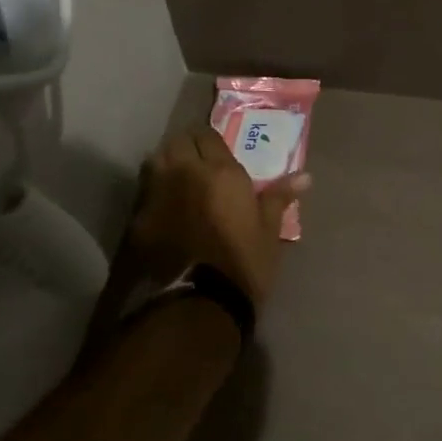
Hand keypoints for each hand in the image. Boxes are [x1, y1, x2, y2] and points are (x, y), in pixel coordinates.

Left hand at [123, 125, 309, 305]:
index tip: (218, 154)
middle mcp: (183, 172)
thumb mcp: (268, 232)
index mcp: (219, 171)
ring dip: (167, 163)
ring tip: (179, 181)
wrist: (195, 305)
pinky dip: (153, 191)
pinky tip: (163, 208)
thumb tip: (305, 176)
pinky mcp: (135, 218)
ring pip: (156, 160)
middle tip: (198, 164)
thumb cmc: (242, 265)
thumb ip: (279, 198)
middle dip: (187, 146)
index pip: (208, 135)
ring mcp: (155, 193)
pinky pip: (144, 191)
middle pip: (178, 141)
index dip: (212, 142)